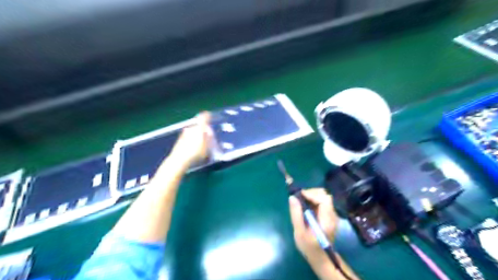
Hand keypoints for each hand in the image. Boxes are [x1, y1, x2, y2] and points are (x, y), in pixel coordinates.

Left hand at [171, 112, 212, 166]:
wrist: (179, 159)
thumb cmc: (195, 153)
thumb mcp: (206, 147)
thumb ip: (208, 138)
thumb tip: (208, 133)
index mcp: (199, 128)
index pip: (203, 118)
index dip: (207, 115)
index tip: (209, 114)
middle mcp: (191, 128)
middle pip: (198, 125)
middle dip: (203, 129)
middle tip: (207, 135)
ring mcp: (184, 133)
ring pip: (193, 131)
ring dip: (197, 134)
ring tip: (201, 143)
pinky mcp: (180, 139)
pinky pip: (188, 136)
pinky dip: (192, 139)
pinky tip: (194, 147)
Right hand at [288, 188, 338, 261]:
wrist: (321, 258)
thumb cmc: (309, 247)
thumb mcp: (299, 233)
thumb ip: (296, 214)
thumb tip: (292, 197)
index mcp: (326, 221)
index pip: (324, 200)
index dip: (312, 194)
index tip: (299, 195)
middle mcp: (332, 216)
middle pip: (325, 195)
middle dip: (312, 193)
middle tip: (299, 197)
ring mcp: (332, 215)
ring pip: (324, 197)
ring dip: (312, 195)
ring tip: (301, 201)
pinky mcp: (329, 215)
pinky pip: (323, 201)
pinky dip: (314, 199)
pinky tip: (306, 205)